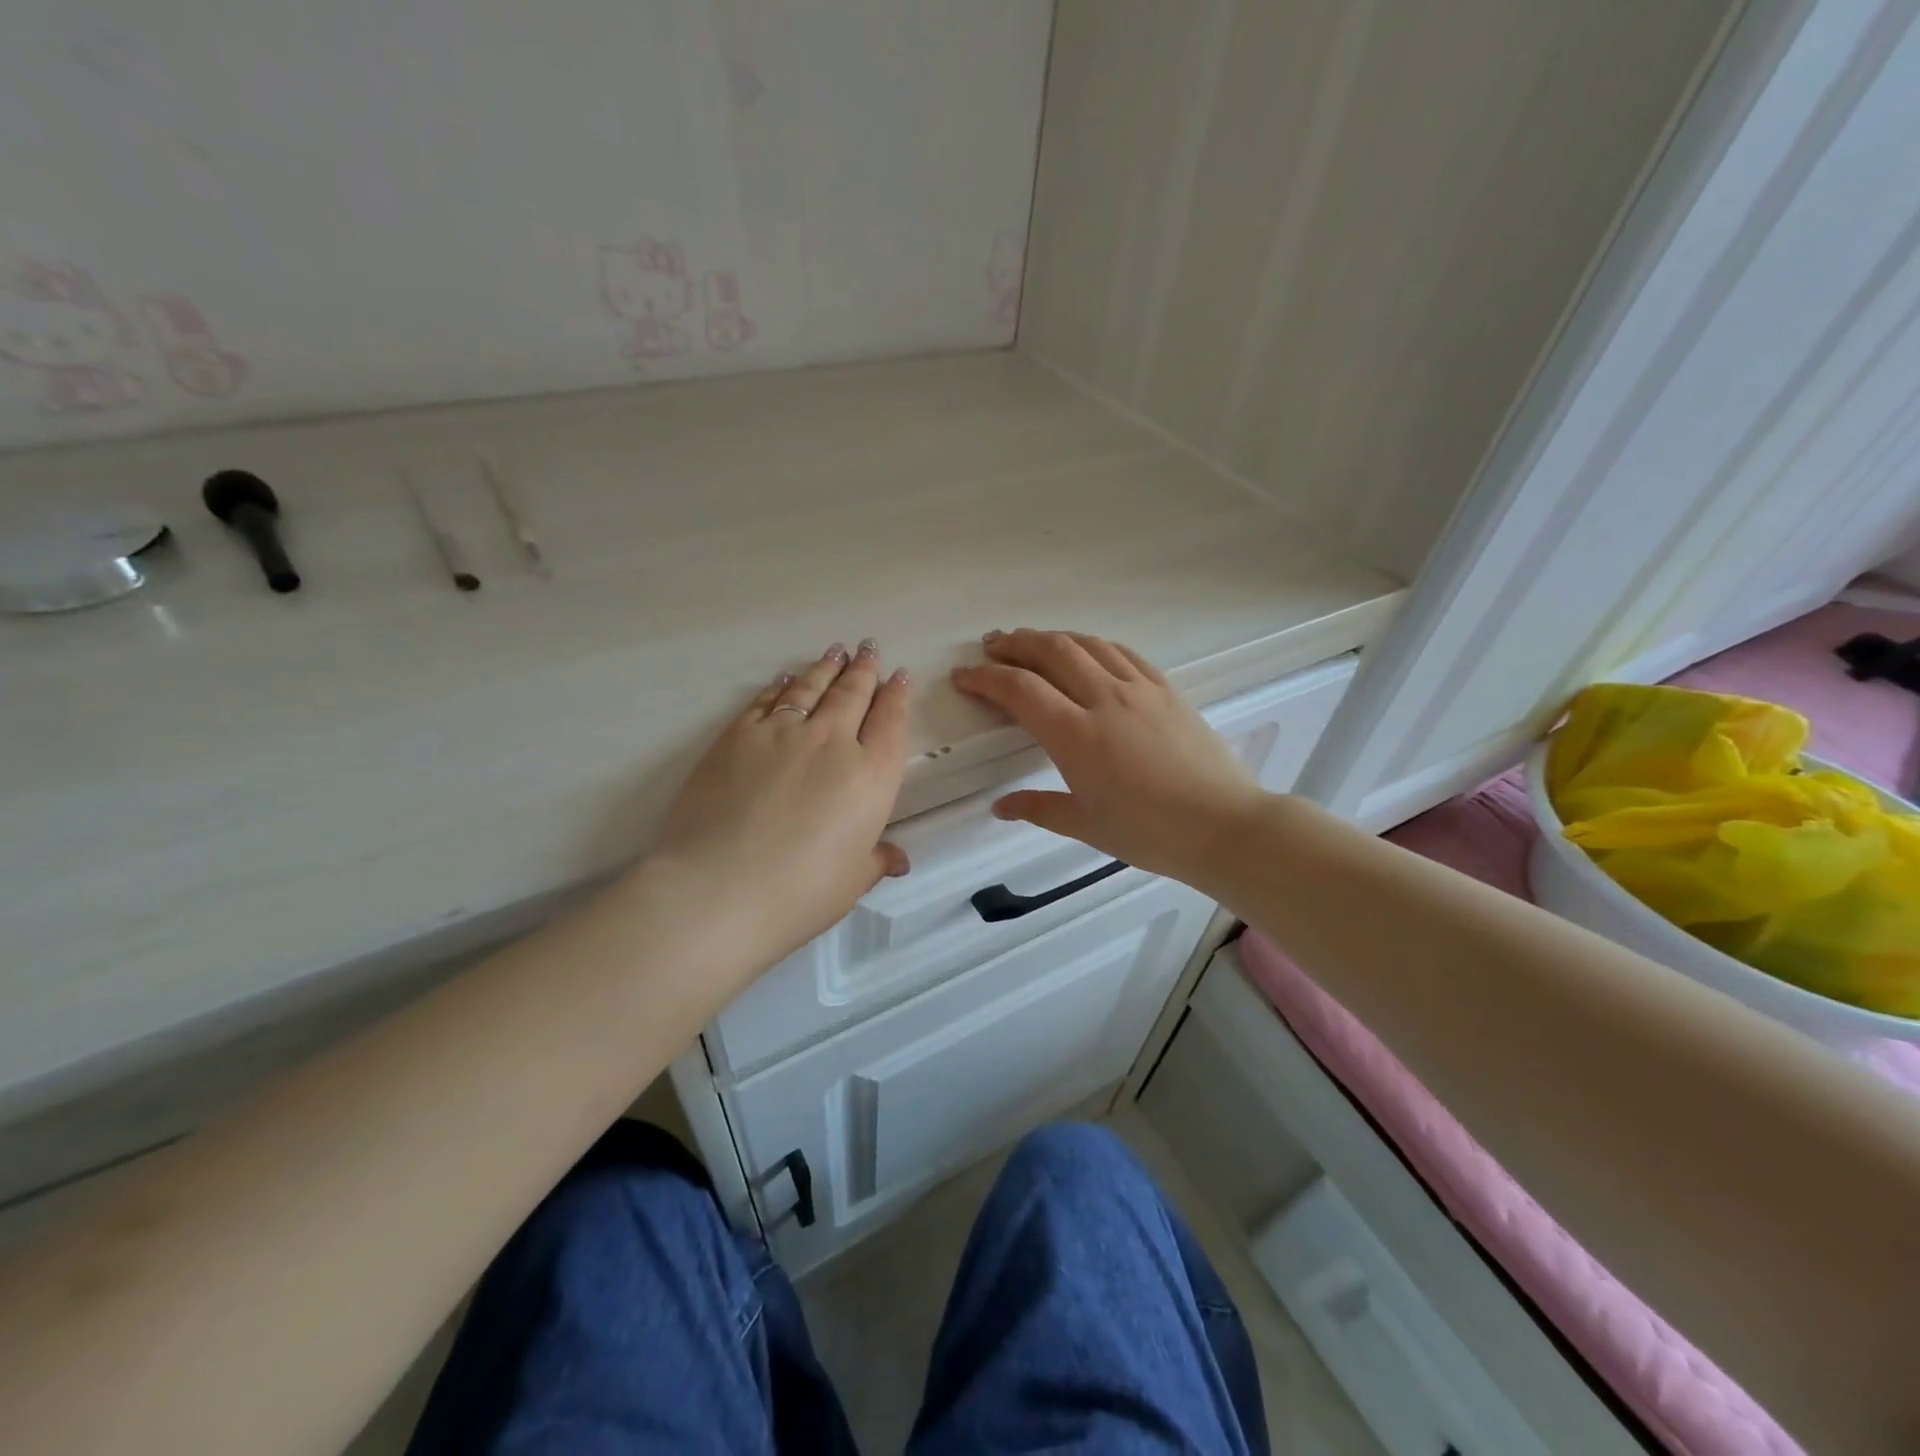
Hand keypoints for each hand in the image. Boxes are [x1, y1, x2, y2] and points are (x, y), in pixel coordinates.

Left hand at [650, 640, 911, 969]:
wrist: (718, 890)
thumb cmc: (798, 894)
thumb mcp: (850, 882)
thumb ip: (876, 860)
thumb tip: (898, 859)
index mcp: (871, 777)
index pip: (891, 724)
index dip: (897, 697)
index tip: (900, 676)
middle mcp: (832, 743)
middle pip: (853, 695)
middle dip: (865, 669)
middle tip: (869, 648)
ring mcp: (782, 733)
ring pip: (812, 688)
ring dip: (827, 667)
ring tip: (836, 651)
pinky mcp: (738, 735)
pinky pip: (766, 700)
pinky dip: (781, 685)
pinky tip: (786, 678)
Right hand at [951, 630, 1264, 881]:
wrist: (1224, 825)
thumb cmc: (1150, 833)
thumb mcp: (1086, 825)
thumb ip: (1038, 809)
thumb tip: (1000, 807)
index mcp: (1076, 735)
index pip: (1020, 690)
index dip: (986, 678)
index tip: (964, 676)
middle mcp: (1104, 700)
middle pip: (1051, 652)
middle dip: (1015, 643)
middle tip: (992, 645)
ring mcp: (1140, 689)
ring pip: (1088, 645)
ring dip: (1053, 637)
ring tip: (1031, 640)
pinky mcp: (1167, 689)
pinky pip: (1123, 653)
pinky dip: (1095, 644)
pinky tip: (1087, 649)